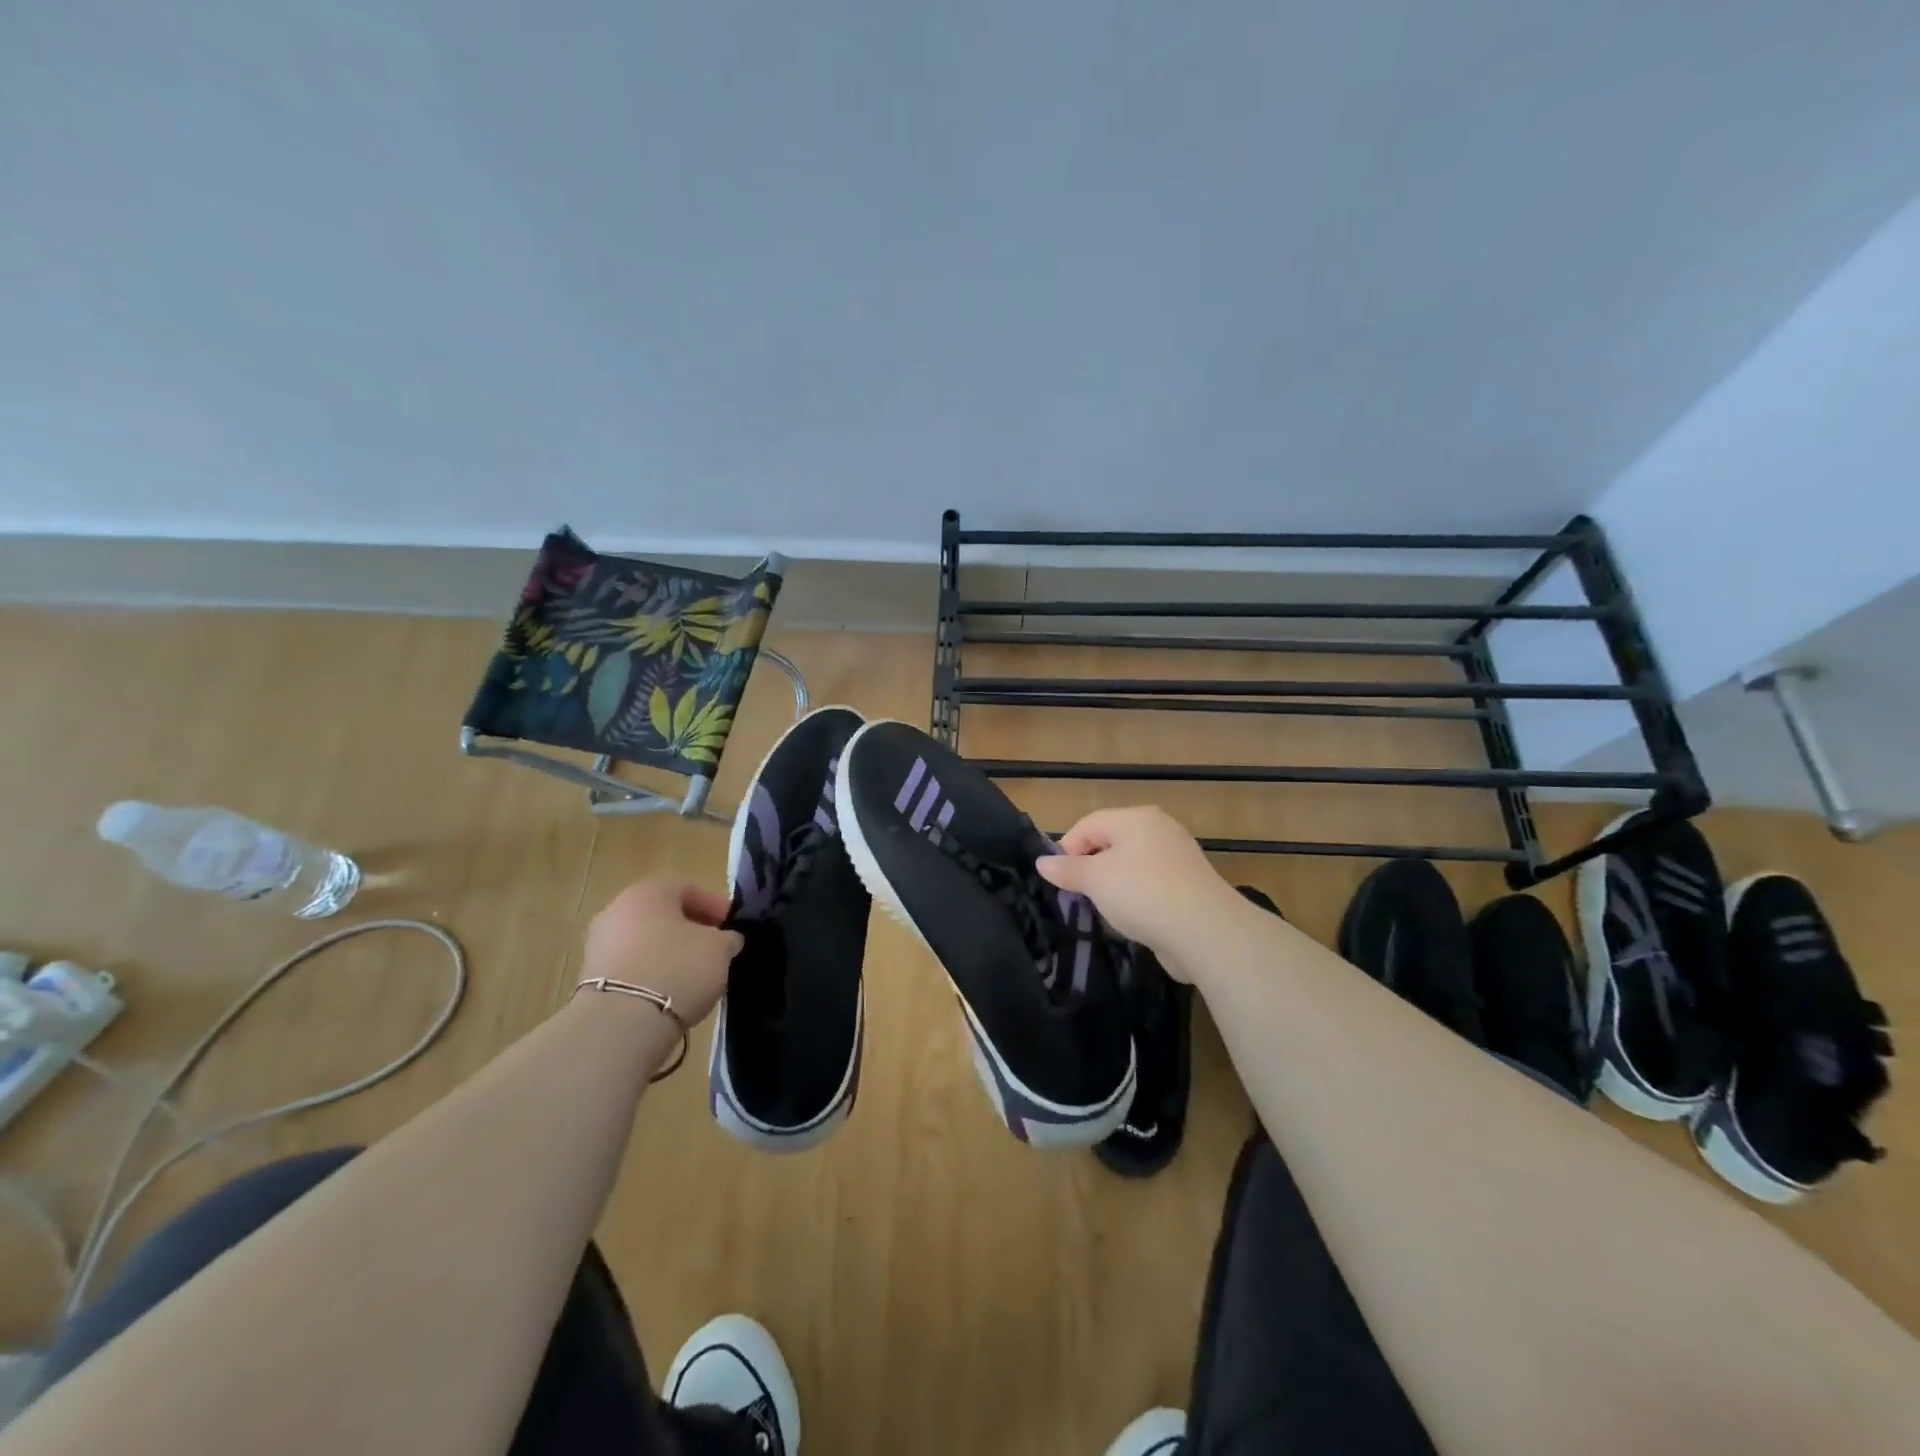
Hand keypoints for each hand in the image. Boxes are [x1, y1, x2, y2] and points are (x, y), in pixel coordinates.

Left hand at [581, 880, 742, 1027]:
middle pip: (663, 915)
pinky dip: (650, 973)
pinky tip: (668, 992)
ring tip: (692, 975)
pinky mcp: (591, 978)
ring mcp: (599, 944)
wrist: (621, 1023)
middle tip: (713, 949)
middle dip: (690, 930)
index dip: (715, 908)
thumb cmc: (677, 968)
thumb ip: (727, 939)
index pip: (689, 890)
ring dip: (668, 953)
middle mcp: (617, 909)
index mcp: (648, 892)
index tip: (731, 928)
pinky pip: (631, 966)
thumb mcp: (719, 949)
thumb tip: (726, 940)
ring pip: (645, 941)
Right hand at [1034, 806, 1241, 979]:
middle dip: (1089, 868)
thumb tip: (1042, 863)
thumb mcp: (1095, 880)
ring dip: (1112, 886)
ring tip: (1101, 910)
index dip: (1067, 848)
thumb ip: (1067, 869)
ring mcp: (1178, 858)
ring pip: (1131, 866)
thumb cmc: (1142, 893)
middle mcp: (1159, 830)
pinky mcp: (1189, 887)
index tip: (1056, 879)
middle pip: (1111, 843)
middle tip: (1076, 895)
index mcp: (1136, 818)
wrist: (1205, 931)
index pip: (1089, 824)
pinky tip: (1131, 920)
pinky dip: (1136, 899)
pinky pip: (1151, 886)